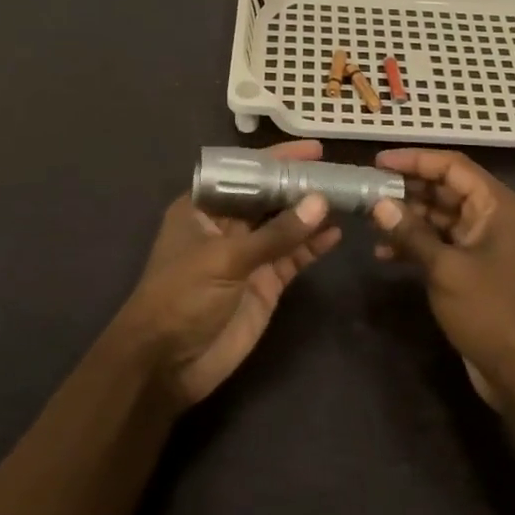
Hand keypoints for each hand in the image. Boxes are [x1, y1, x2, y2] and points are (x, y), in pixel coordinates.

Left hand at [117, 140, 342, 408]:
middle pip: (269, 197)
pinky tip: (336, 233)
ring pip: (285, 226)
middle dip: (300, 185)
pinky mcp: (265, 284)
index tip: (313, 149)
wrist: (167, 365)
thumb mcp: (225, 259)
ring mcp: (248, 255)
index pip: (245, 172)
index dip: (277, 159)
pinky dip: (313, 246)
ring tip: (347, 198)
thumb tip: (320, 202)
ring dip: (312, 214)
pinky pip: (293, 257)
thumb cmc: (182, 296)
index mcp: (203, 207)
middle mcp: (227, 225)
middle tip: (340, 172)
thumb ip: (276, 233)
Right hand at [370, 148, 514, 409]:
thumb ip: (412, 233)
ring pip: (442, 216)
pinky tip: (385, 253)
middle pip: (447, 189)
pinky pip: (444, 243)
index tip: (378, 162)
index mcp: (499, 206)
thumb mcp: (447, 269)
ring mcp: (487, 244)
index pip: (453, 166)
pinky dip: (418, 244)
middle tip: (367, 191)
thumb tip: (378, 204)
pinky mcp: (477, 268)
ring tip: (370, 221)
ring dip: (409, 218)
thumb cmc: (492, 312)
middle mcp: (496, 217)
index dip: (415, 160)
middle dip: (407, 189)